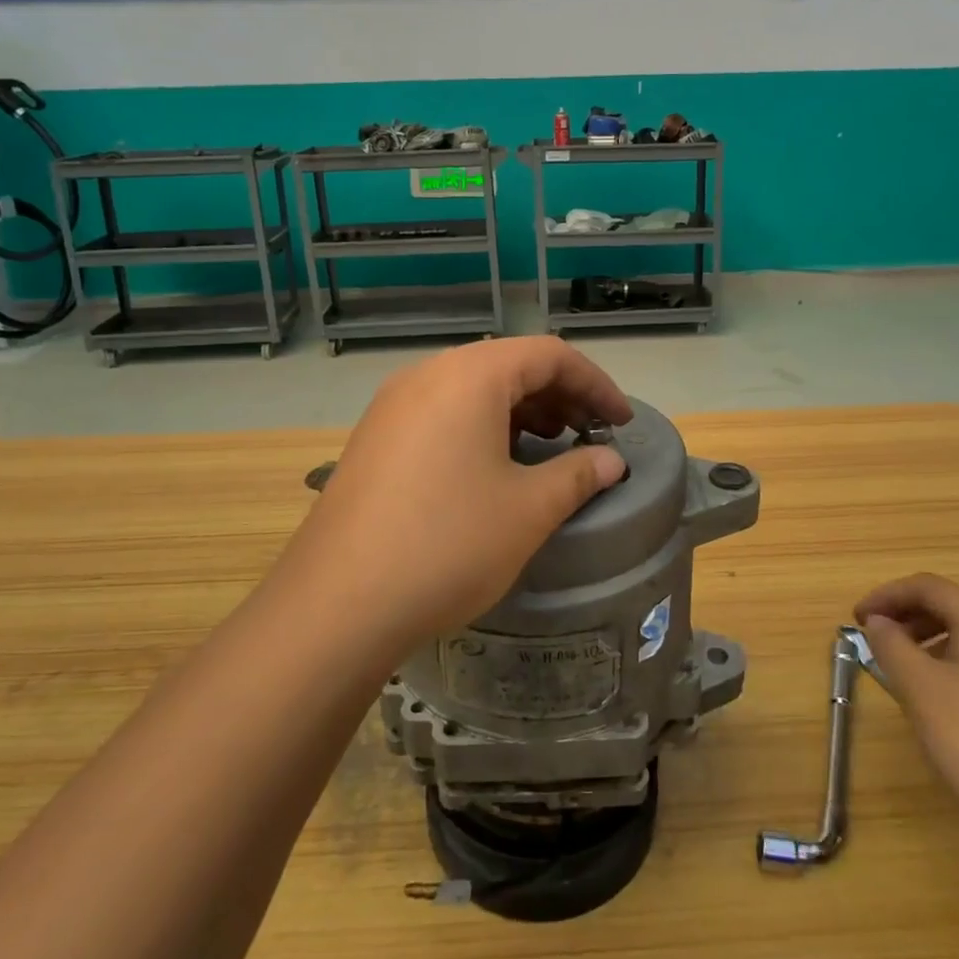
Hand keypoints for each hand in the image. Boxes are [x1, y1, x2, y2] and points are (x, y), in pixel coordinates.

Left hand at [289, 337, 631, 654]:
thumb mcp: (528, 510)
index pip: (549, 355)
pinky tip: (495, 466)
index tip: (621, 422)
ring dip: (521, 411)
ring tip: (549, 447)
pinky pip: (442, 413)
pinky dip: (482, 426)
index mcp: (469, 376)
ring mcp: (393, 405)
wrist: (337, 604)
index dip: (595, 384)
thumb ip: (578, 474)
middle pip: (509, 365)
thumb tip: (610, 461)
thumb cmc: (447, 544)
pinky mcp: (375, 438)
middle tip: (590, 435)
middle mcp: (427, 375)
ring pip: (473, 389)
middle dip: (559, 395)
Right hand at [855, 573, 958, 850]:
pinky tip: (937, 697)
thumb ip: (891, 645)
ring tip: (899, 668)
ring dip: (927, 639)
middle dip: (906, 616)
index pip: (928, 587)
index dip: (886, 595)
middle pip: (951, 606)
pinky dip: (951, 662)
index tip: (856, 618)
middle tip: (874, 639)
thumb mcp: (920, 689)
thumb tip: (878, 622)